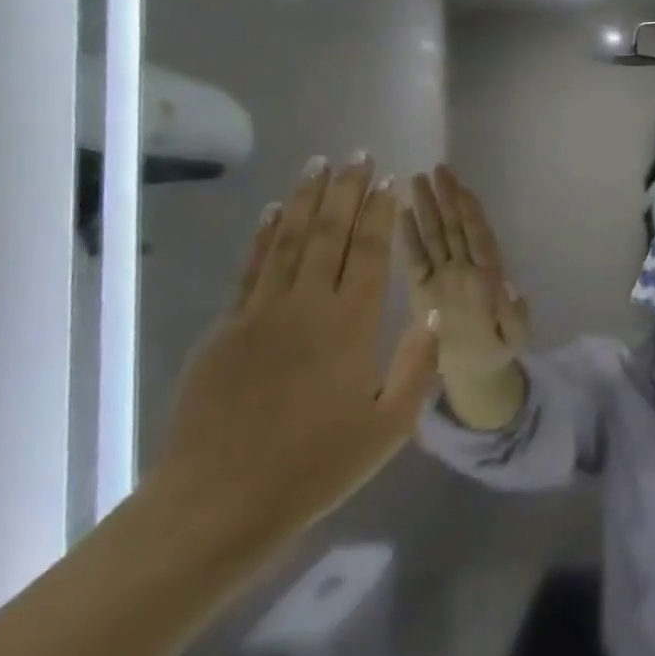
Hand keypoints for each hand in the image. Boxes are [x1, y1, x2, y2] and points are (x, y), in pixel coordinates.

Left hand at [152, 155, 439, 546]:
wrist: (219, 501)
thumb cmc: (316, 466)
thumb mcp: (389, 426)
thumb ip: (416, 366)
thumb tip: (435, 313)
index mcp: (351, 327)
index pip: (370, 254)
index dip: (380, 215)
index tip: (388, 182)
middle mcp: (307, 306)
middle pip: (329, 235)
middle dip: (347, 191)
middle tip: (358, 154)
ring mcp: (260, 313)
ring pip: (288, 241)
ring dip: (307, 199)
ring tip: (319, 164)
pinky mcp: (226, 328)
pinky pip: (251, 268)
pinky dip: (264, 235)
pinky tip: (274, 212)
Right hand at [399, 165, 528, 387]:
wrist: (473, 373)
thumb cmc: (495, 352)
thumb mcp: (513, 338)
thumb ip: (513, 315)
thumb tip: (511, 285)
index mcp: (487, 279)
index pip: (478, 238)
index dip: (472, 213)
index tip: (463, 188)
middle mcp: (463, 270)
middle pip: (456, 228)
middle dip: (448, 198)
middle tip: (439, 169)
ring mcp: (442, 276)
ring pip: (435, 236)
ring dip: (429, 208)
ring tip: (419, 180)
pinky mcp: (421, 288)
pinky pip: (414, 258)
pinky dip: (409, 237)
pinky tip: (403, 213)